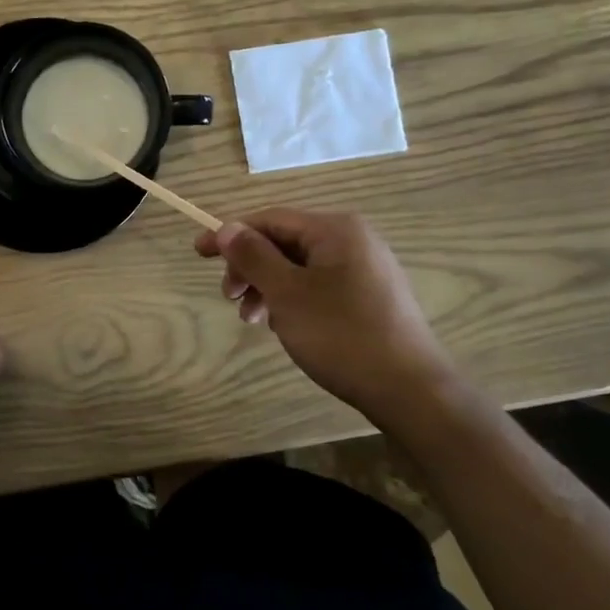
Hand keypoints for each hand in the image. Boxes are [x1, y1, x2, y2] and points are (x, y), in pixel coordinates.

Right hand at [196, 209, 461, 426]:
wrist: (411, 390)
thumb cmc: (342, 335)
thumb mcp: (287, 294)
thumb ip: (254, 256)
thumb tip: (227, 227)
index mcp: (335, 229)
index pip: (270, 219)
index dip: (230, 235)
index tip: (198, 253)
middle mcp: (354, 239)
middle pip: (285, 242)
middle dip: (251, 267)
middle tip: (229, 298)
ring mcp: (366, 268)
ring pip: (301, 267)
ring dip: (269, 288)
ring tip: (253, 320)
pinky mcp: (371, 296)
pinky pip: (320, 285)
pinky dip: (294, 300)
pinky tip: (285, 327)